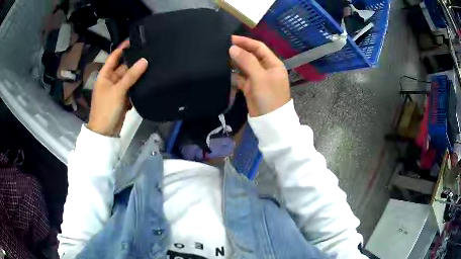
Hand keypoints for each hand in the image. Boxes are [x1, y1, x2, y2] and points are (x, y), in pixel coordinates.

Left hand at [88, 41, 147, 136]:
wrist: (105, 132)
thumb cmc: (106, 108)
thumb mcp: (118, 90)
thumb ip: (131, 75)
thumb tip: (145, 60)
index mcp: (105, 75)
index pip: (114, 57)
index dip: (122, 48)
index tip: (134, 39)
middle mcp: (110, 80)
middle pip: (123, 67)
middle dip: (134, 61)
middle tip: (148, 53)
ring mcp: (116, 89)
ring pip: (128, 77)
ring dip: (137, 74)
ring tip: (151, 64)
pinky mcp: (122, 98)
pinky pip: (130, 88)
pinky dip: (137, 85)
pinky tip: (147, 79)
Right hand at [229, 35, 289, 116]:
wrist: (269, 122)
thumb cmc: (269, 97)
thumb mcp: (259, 77)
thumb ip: (246, 61)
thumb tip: (232, 48)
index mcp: (273, 64)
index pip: (259, 47)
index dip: (246, 42)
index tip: (231, 38)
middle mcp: (266, 69)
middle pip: (251, 55)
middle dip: (239, 51)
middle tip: (223, 47)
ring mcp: (258, 78)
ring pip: (245, 66)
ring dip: (235, 62)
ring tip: (220, 56)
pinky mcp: (250, 87)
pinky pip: (240, 77)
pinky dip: (233, 73)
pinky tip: (224, 70)